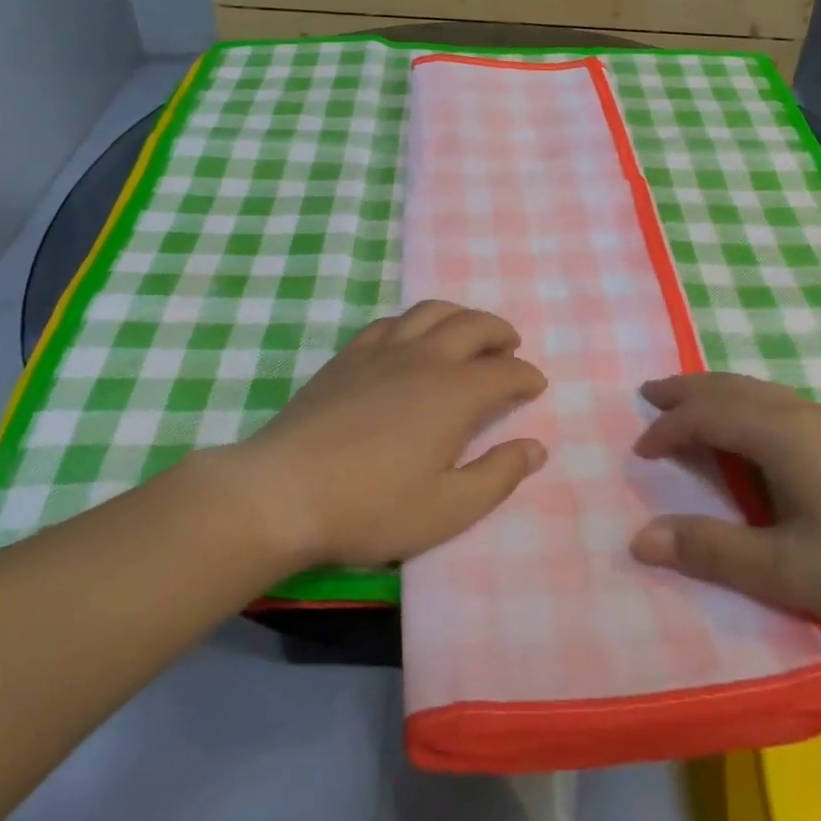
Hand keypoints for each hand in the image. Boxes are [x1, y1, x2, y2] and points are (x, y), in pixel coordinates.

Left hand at [209, 301, 547, 570]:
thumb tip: (536, 448)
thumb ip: (498, 475)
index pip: (505, 371)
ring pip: (431, 311)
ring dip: (460, 317)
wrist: (284, 491)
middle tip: (509, 349)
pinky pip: (391, 322)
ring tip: (468, 335)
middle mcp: (424, 358)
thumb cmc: (372, 506)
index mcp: (454, 393)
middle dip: (500, 333)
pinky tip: (411, 341)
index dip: (526, 376)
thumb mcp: (448, 508)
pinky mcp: (348, 356)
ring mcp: (382, 350)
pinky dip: (414, 323)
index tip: (535, 386)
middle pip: (473, 325)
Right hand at [628, 372, 820, 639]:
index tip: (639, 452)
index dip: (667, 429)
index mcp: (782, 435)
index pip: (706, 415)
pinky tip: (763, 431)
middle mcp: (805, 415)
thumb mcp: (790, 570)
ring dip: (719, 394)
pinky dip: (750, 404)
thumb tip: (639, 539)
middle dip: (687, 390)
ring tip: (696, 406)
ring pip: (762, 391)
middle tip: (650, 393)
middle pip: (732, 387)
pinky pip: (785, 403)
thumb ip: (713, 552)